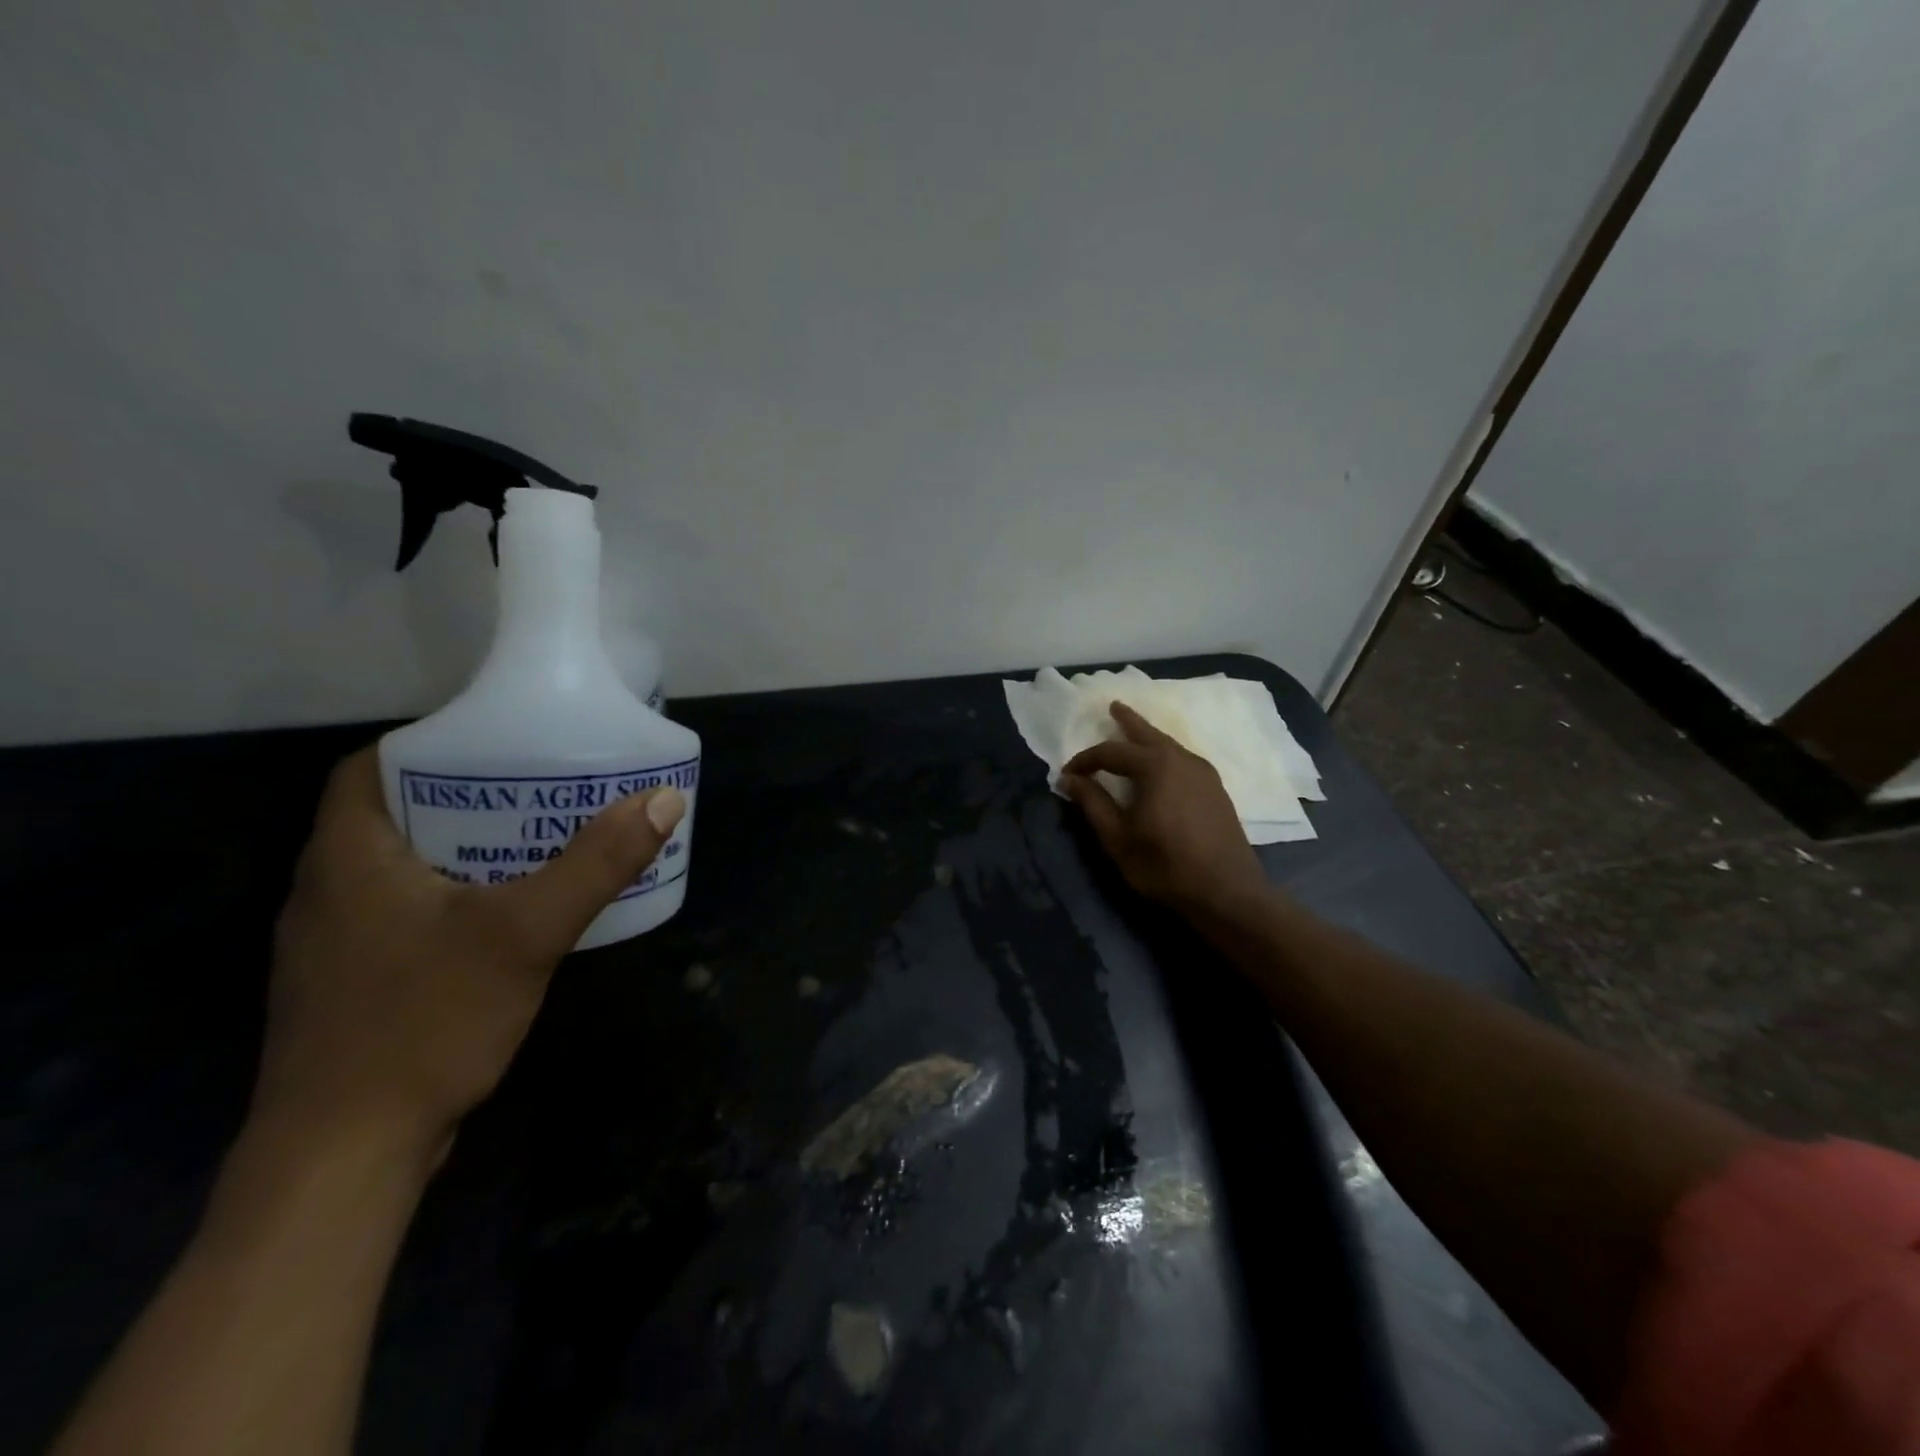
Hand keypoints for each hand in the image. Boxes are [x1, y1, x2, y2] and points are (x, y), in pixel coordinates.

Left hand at [257, 748, 684, 1157]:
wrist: (342, 1160)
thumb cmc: (424, 1023)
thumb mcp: (525, 933)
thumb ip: (596, 864)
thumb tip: (663, 799)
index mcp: (347, 858)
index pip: (368, 768)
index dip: (431, 743)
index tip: (499, 742)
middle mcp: (327, 891)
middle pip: (395, 814)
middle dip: (468, 794)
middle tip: (541, 786)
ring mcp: (335, 944)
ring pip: (403, 867)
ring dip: (465, 847)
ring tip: (539, 839)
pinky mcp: (355, 985)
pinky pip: (407, 913)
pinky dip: (457, 896)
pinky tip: (511, 915)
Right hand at [1059, 702, 1268, 917]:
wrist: (1227, 892)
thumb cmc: (1164, 865)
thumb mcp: (1118, 838)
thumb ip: (1093, 804)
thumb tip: (1069, 779)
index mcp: (1154, 766)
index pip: (1110, 752)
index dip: (1085, 761)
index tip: (1067, 774)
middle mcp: (1181, 759)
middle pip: (1148, 734)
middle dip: (1128, 721)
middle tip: (1113, 706)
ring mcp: (1204, 773)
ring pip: (1169, 745)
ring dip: (1148, 737)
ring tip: (1134, 732)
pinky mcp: (1216, 789)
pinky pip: (1183, 759)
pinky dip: (1164, 753)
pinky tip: (1160, 765)